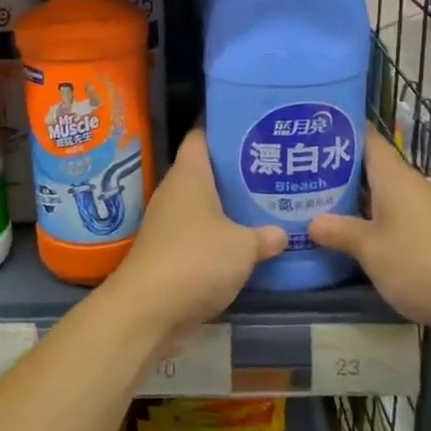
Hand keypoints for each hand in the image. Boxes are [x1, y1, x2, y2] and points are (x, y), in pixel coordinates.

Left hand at [109, 128, 285, 337]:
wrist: (147, 310)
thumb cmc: (195, 260)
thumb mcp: (242, 246)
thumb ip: (264, 236)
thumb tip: (282, 233)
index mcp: (189, 175)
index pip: (201, 135)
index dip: (222, 123)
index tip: (251, 119)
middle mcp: (175, 192)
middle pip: (206, 169)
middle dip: (235, 167)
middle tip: (272, 163)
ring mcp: (168, 223)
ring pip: (204, 203)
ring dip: (229, 204)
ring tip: (266, 200)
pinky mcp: (169, 252)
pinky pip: (199, 233)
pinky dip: (220, 234)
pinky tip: (246, 240)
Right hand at [309, 126, 430, 341]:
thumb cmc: (422, 264)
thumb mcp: (371, 250)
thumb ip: (340, 232)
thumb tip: (312, 222)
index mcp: (395, 177)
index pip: (366, 138)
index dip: (340, 129)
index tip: (309, 128)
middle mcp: (411, 187)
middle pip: (371, 169)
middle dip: (337, 170)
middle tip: (298, 172)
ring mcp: (425, 213)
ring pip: (382, 197)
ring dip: (353, 201)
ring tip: (314, 204)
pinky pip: (395, 221)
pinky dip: (372, 224)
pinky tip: (350, 237)